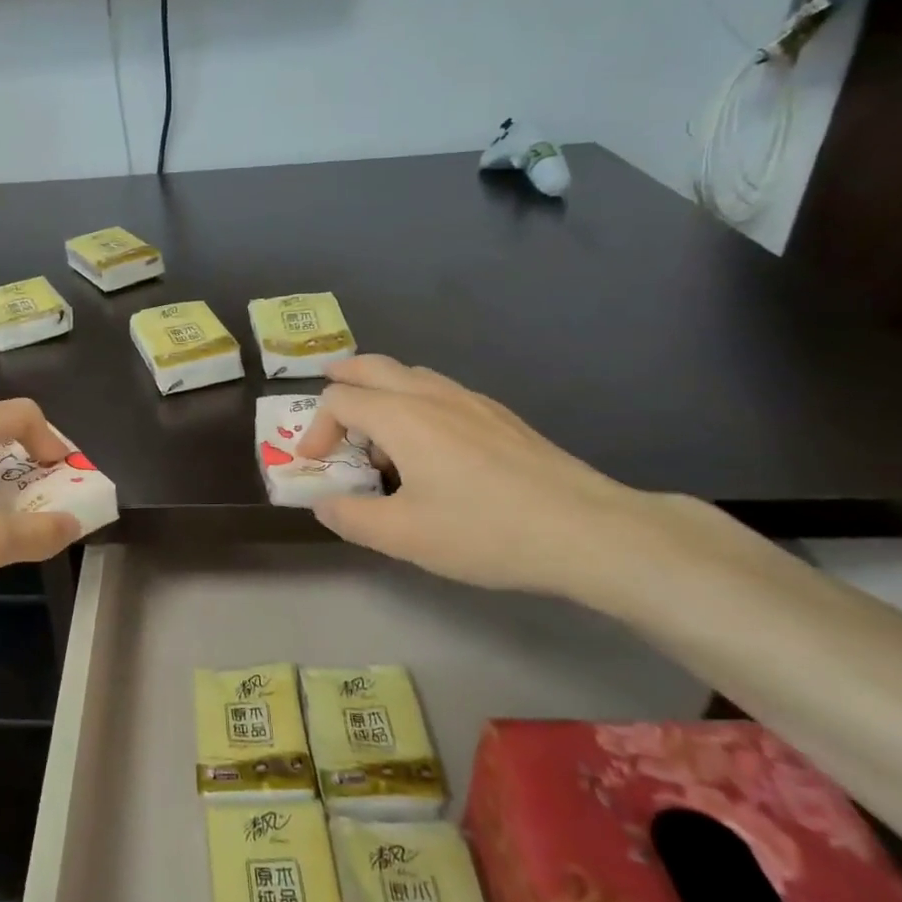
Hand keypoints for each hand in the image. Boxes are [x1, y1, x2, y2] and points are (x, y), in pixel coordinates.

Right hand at [298, 355, 697, 605]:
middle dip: (342, 380)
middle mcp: (431, 395)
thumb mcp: (404, 536)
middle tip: (328, 404)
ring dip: (380, 391)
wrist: (587, 530)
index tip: (315, 464)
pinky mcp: (499, 416)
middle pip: (373, 366)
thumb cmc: (485, 530)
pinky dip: (414, 401)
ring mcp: (471, 401)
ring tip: (376, 430)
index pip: (340, 400)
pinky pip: (440, 390)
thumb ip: (351, 517)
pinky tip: (430, 444)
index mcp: (401, 416)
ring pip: (410, 374)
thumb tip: (324, 503)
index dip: (316, 428)